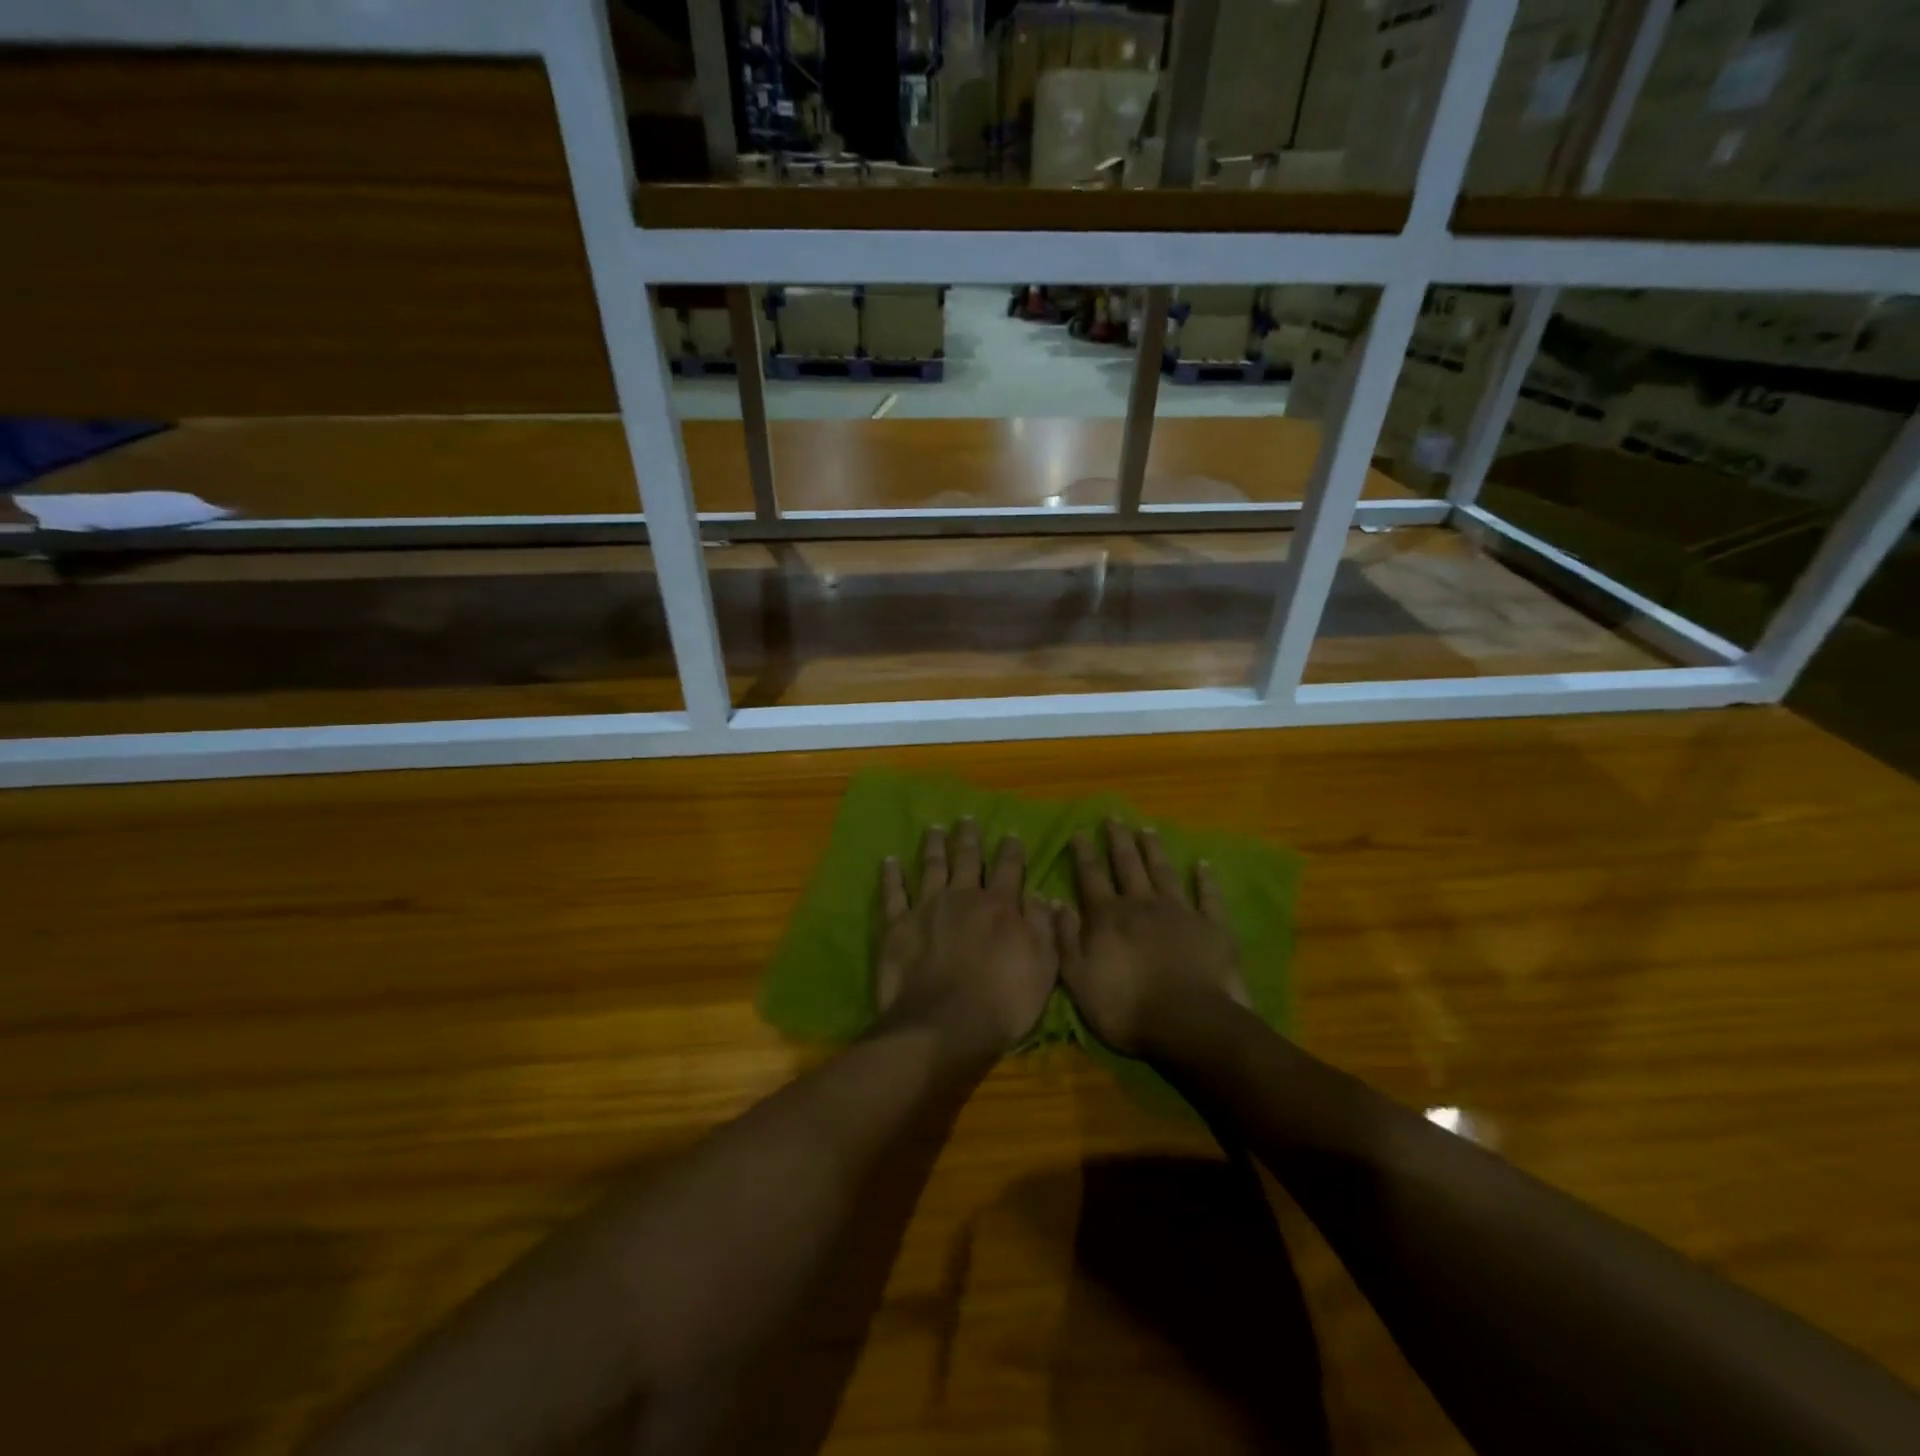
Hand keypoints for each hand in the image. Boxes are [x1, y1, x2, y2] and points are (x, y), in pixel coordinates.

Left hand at [876, 819, 1061, 1053]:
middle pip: (967, 858)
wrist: (945, 1025)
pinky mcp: (897, 925)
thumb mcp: (1043, 967)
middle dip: (969, 837)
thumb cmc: (1002, 1002)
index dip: (1011, 849)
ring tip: (934, 829)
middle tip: (966, 819)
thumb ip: (1043, 927)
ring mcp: (927, 907)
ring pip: (931, 866)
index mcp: (999, 905)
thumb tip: (1041, 894)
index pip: (1009, 868)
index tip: (1010, 833)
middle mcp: (962, 896)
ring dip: (934, 845)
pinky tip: (889, 861)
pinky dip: (891, 875)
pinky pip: (893, 893)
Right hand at [1059, 819, 1248, 1055]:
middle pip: (1128, 865)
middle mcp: (1142, 904)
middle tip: (1114, 817)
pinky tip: (1203, 864)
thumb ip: (1065, 938)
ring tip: (1147, 830)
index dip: (1084, 853)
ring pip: (1163, 872)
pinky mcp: (1211, 927)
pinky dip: (1205, 879)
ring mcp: (1179, 912)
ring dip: (1154, 850)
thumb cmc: (1126, 1007)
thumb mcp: (1078, 978)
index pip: (1091, 876)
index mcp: (1108, 917)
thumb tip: (1055, 901)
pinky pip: (1208, 896)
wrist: (1188, 1023)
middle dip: (1118, 840)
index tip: (1080, 831)